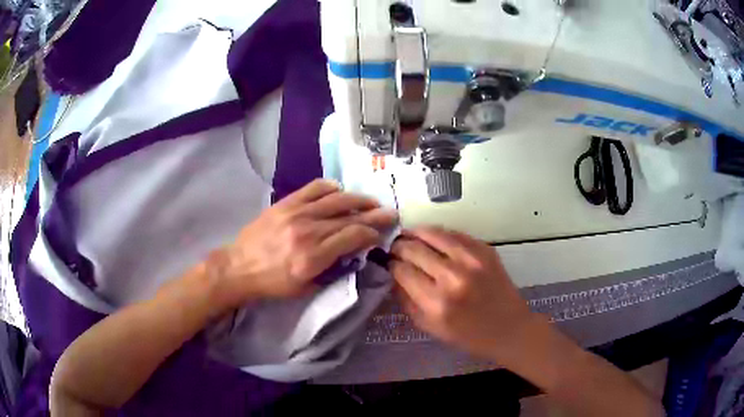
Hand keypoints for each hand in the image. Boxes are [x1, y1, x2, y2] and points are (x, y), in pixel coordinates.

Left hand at [214, 179, 396, 307]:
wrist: (238, 267)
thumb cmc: (272, 284)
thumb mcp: (306, 288)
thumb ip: (333, 270)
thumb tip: (353, 253)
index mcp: (314, 257)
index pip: (354, 236)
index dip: (372, 234)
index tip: (381, 234)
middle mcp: (308, 231)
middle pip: (349, 217)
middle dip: (374, 215)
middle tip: (390, 213)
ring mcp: (296, 213)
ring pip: (337, 200)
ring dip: (358, 200)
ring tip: (372, 201)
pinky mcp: (286, 203)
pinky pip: (314, 188)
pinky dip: (331, 188)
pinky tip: (340, 191)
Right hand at [390, 227, 537, 363]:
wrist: (509, 328)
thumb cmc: (468, 335)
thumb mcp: (430, 327)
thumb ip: (406, 300)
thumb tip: (392, 274)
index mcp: (436, 303)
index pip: (402, 271)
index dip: (390, 263)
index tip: (386, 261)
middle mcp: (453, 277)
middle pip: (414, 249)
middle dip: (399, 246)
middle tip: (394, 248)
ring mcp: (471, 260)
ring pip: (432, 234)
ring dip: (415, 232)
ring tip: (408, 235)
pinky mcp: (485, 250)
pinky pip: (454, 234)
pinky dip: (438, 234)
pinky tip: (431, 237)